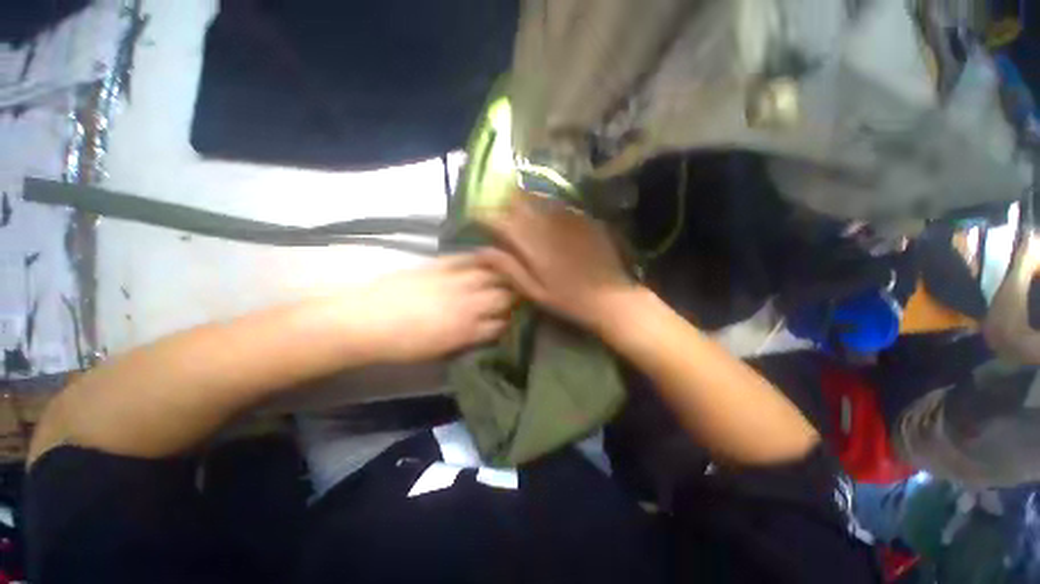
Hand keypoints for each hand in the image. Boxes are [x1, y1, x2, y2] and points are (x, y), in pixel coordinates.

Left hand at [358, 251, 514, 362]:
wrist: (365, 321)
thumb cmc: (402, 345)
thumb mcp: (440, 350)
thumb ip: (468, 339)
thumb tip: (486, 329)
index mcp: (467, 330)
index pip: (502, 324)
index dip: (511, 321)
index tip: (514, 318)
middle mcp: (468, 304)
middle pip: (504, 297)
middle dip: (515, 297)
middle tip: (519, 295)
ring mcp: (456, 281)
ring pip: (493, 275)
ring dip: (505, 275)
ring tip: (511, 274)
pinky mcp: (441, 265)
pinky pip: (469, 258)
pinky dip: (483, 258)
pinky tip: (491, 257)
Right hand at [479, 193, 634, 329]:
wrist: (611, 297)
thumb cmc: (568, 300)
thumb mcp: (535, 291)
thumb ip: (509, 269)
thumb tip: (482, 251)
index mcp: (533, 247)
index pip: (503, 223)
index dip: (488, 216)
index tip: (479, 215)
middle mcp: (548, 227)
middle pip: (521, 205)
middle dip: (505, 201)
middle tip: (496, 201)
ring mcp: (568, 220)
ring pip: (539, 201)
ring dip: (525, 199)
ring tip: (516, 198)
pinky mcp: (584, 219)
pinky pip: (560, 205)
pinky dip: (547, 204)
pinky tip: (545, 208)